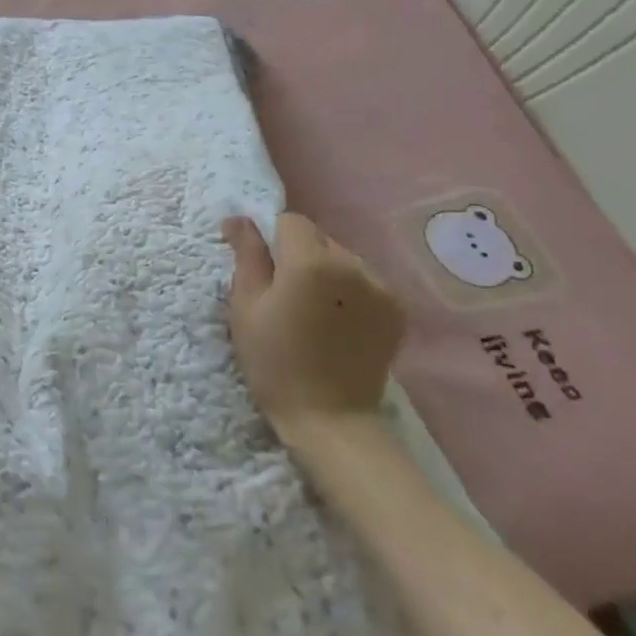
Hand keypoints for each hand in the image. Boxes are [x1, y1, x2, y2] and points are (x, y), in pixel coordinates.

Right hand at [221, 212, 405, 445]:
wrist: (329, 418)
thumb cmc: (274, 361)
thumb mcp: (246, 305)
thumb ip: (246, 253)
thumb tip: (239, 217)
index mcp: (312, 261)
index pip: (290, 221)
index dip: (272, 240)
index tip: (264, 271)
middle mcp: (352, 264)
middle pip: (319, 237)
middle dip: (299, 254)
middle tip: (285, 294)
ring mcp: (381, 287)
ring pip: (342, 257)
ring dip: (326, 271)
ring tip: (314, 310)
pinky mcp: (397, 309)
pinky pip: (364, 280)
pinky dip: (349, 291)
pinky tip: (338, 321)